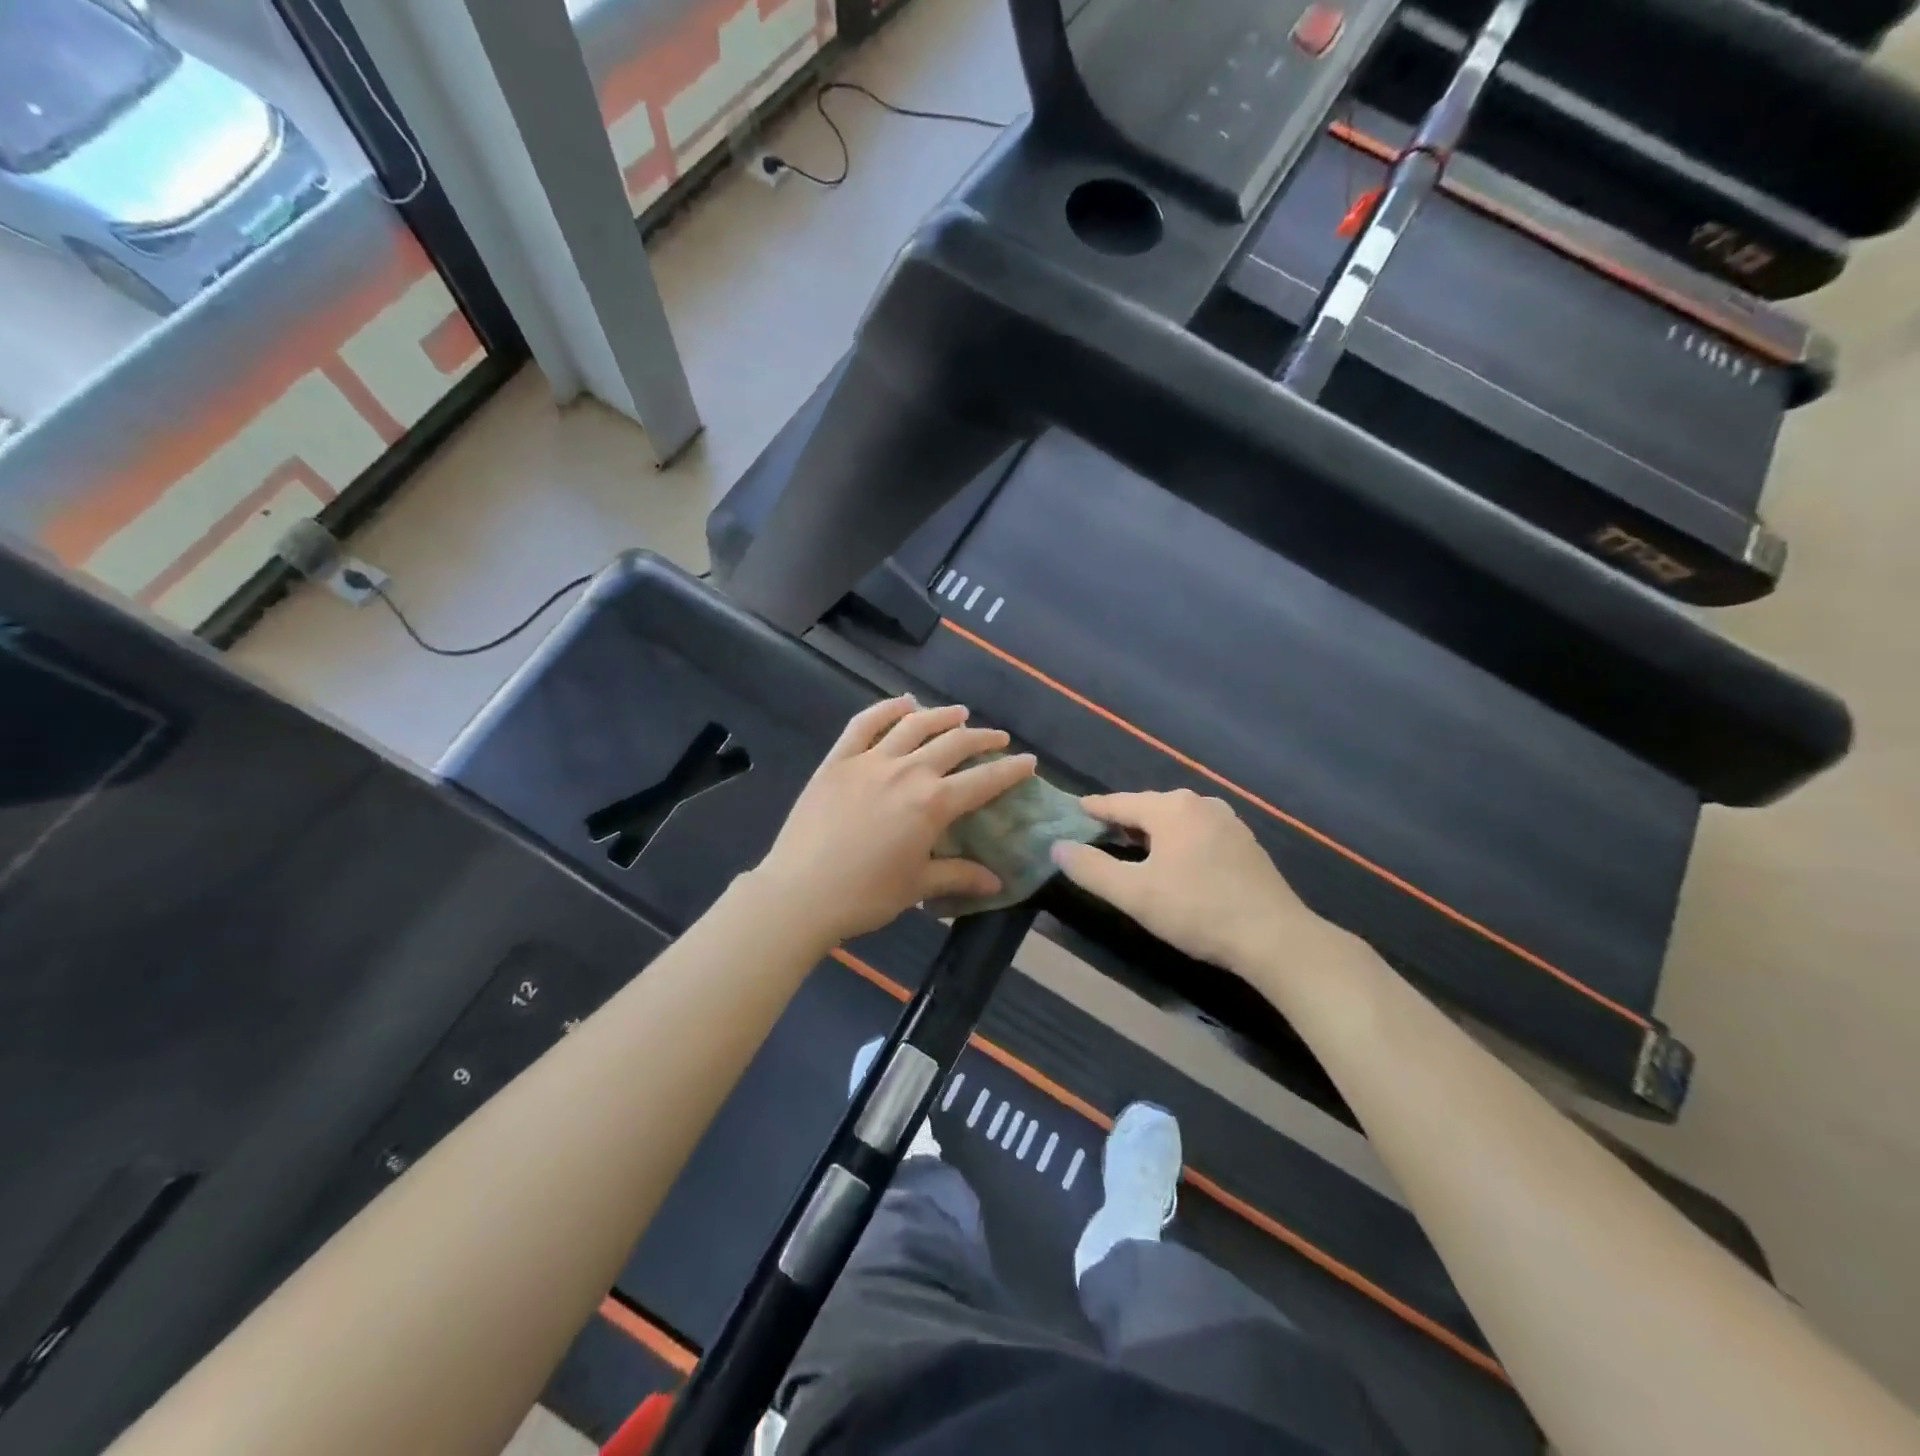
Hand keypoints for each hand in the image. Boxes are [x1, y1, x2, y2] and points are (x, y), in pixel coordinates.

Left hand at [751, 697, 1036, 943]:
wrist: (799, 894)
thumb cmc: (864, 895)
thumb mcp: (918, 886)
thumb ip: (959, 876)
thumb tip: (997, 882)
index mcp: (932, 803)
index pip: (983, 781)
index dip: (1010, 770)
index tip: (1029, 761)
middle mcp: (907, 771)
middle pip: (954, 744)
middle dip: (982, 738)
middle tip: (998, 738)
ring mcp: (869, 761)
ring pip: (913, 725)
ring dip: (941, 715)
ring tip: (959, 713)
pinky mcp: (837, 761)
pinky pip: (864, 724)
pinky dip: (886, 709)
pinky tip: (902, 703)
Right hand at [1050, 790, 1331, 975]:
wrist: (1274, 937)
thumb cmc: (1197, 910)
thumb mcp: (1134, 894)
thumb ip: (1091, 869)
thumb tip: (1058, 847)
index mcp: (1171, 809)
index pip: (1120, 802)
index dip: (1094, 808)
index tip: (1075, 809)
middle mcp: (1200, 804)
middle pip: (1149, 806)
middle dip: (1124, 818)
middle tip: (1100, 831)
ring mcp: (1228, 821)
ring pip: (1177, 818)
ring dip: (1153, 830)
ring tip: (1134, 845)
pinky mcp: (1245, 843)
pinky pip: (1198, 831)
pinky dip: (1178, 839)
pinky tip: (1176, 860)